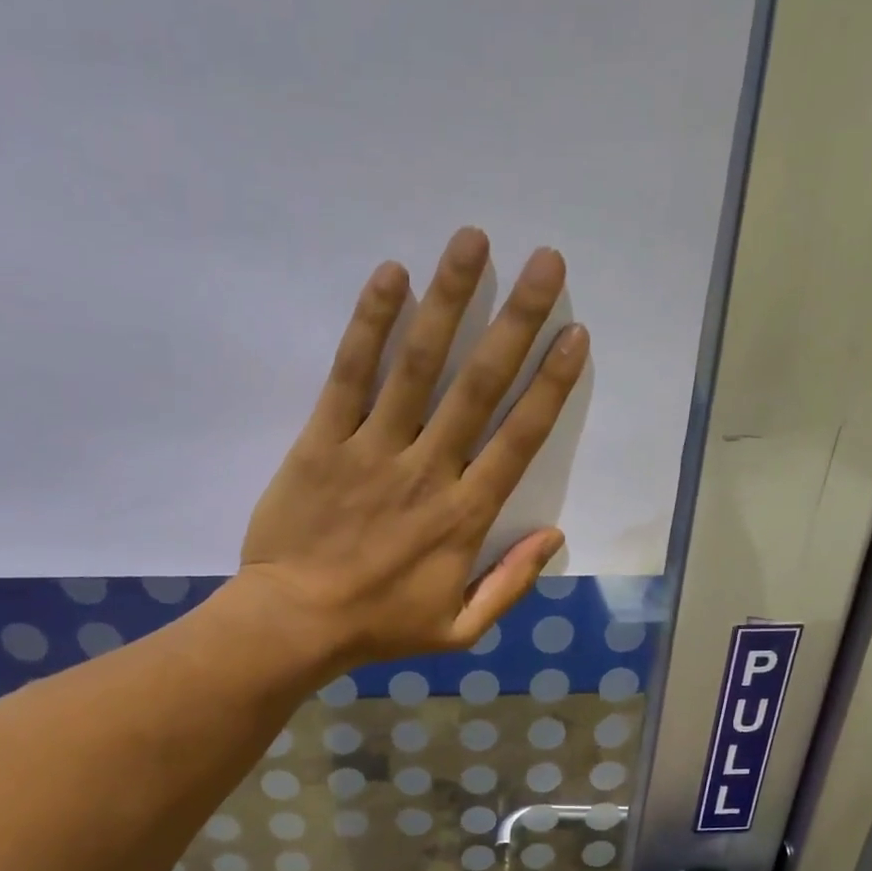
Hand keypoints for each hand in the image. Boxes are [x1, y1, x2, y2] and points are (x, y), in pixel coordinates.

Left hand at [238, 227, 587, 668]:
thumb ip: (510, 584)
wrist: (296, 623)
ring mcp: (373, 451)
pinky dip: (369, 324)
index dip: (551, 385)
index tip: (575, 334)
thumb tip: (555, 537)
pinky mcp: (322, 441)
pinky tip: (390, 275)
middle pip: (478, 387)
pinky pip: (349, 376)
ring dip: (448, 301)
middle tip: (545, 261)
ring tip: (473, 241)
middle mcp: (427, 471)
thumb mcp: (459, 629)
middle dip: (516, 322)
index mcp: (464, 517)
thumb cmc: (380, 627)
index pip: (518, 439)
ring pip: (417, 366)